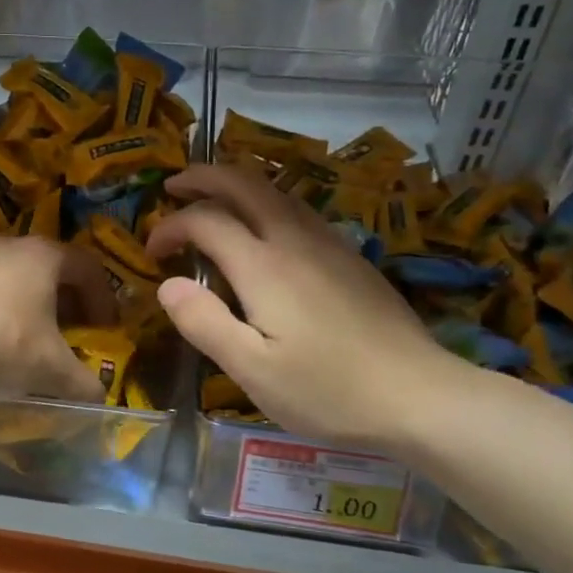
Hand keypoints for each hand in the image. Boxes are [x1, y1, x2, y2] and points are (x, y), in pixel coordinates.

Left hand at [0, 235, 118, 401]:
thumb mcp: (49, 370)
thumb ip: (81, 381)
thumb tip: (100, 395)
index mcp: (42, 257)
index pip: (87, 267)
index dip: (101, 297)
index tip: (103, 327)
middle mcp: (4, 242)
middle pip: (43, 266)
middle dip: (57, 298)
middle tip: (61, 331)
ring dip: (12, 297)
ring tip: (10, 332)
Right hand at [145, 164, 468, 450]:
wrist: (420, 396)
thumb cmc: (328, 390)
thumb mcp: (252, 371)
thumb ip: (204, 323)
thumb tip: (167, 285)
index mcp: (265, 266)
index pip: (205, 220)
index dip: (170, 227)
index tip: (152, 253)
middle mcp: (295, 240)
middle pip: (244, 183)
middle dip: (202, 176)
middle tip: (172, 186)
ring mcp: (329, 244)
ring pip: (276, 190)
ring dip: (236, 184)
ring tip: (211, 198)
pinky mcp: (351, 257)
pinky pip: (298, 209)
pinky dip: (266, 202)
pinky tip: (265, 228)